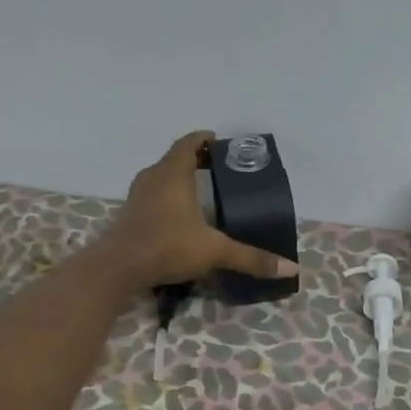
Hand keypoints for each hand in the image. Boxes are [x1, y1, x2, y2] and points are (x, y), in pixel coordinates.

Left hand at [94, 131, 299, 290]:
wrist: (118, 268)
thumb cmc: (168, 246)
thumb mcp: (215, 251)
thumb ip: (252, 258)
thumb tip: (292, 269)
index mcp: (173, 174)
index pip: (188, 144)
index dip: (204, 140)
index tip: (220, 142)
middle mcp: (153, 178)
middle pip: (175, 159)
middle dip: (196, 160)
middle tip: (219, 168)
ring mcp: (137, 196)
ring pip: (161, 177)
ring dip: (180, 179)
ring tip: (202, 190)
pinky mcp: (130, 215)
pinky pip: (153, 196)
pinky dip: (168, 197)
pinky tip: (181, 216)